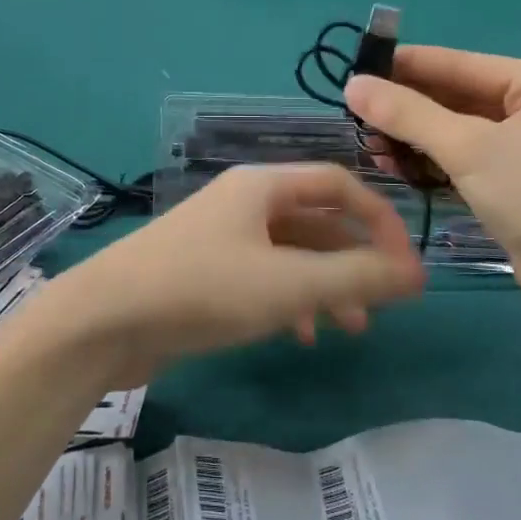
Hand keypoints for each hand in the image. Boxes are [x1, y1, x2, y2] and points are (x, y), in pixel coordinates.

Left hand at [62, 164, 424, 385]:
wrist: (105, 319)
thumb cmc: (203, 289)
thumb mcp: (289, 284)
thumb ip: (356, 278)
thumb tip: (416, 273)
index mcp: (263, 186)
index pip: (339, 184)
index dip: (380, 219)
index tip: (406, 264)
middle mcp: (243, 203)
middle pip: (316, 221)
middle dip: (353, 259)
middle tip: (383, 301)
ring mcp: (220, 237)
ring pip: (290, 254)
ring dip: (325, 285)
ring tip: (350, 328)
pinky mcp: (203, 272)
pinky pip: (262, 277)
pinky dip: (290, 300)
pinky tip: (301, 335)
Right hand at [346, 49, 520, 327]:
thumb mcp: (470, 149)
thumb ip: (407, 114)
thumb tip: (352, 84)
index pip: (460, 63)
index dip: (404, 65)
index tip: (354, 67)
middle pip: (458, 97)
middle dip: (406, 107)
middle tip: (352, 112)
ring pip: (458, 132)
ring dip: (413, 138)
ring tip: (366, 143)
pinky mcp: (520, 184)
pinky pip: (466, 160)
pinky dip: (431, 162)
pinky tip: (392, 166)